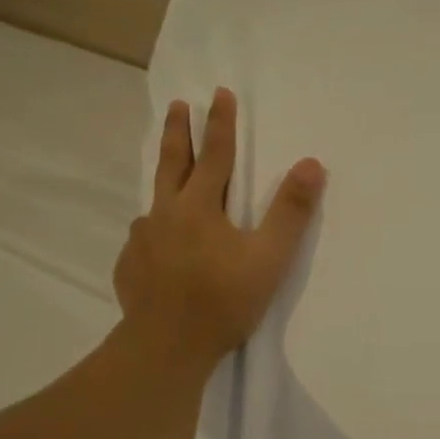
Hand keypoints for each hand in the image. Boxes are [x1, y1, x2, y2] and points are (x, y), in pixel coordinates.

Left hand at [114, 87, 325, 371]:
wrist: (167, 346)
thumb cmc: (223, 300)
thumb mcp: (269, 257)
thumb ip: (290, 212)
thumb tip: (311, 164)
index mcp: (199, 206)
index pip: (214, 154)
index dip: (220, 123)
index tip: (220, 92)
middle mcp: (165, 214)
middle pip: (172, 163)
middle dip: (177, 131)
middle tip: (176, 105)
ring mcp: (142, 241)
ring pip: (153, 203)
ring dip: (163, 185)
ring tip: (169, 185)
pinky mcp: (129, 267)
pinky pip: (143, 240)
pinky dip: (154, 234)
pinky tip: (158, 248)